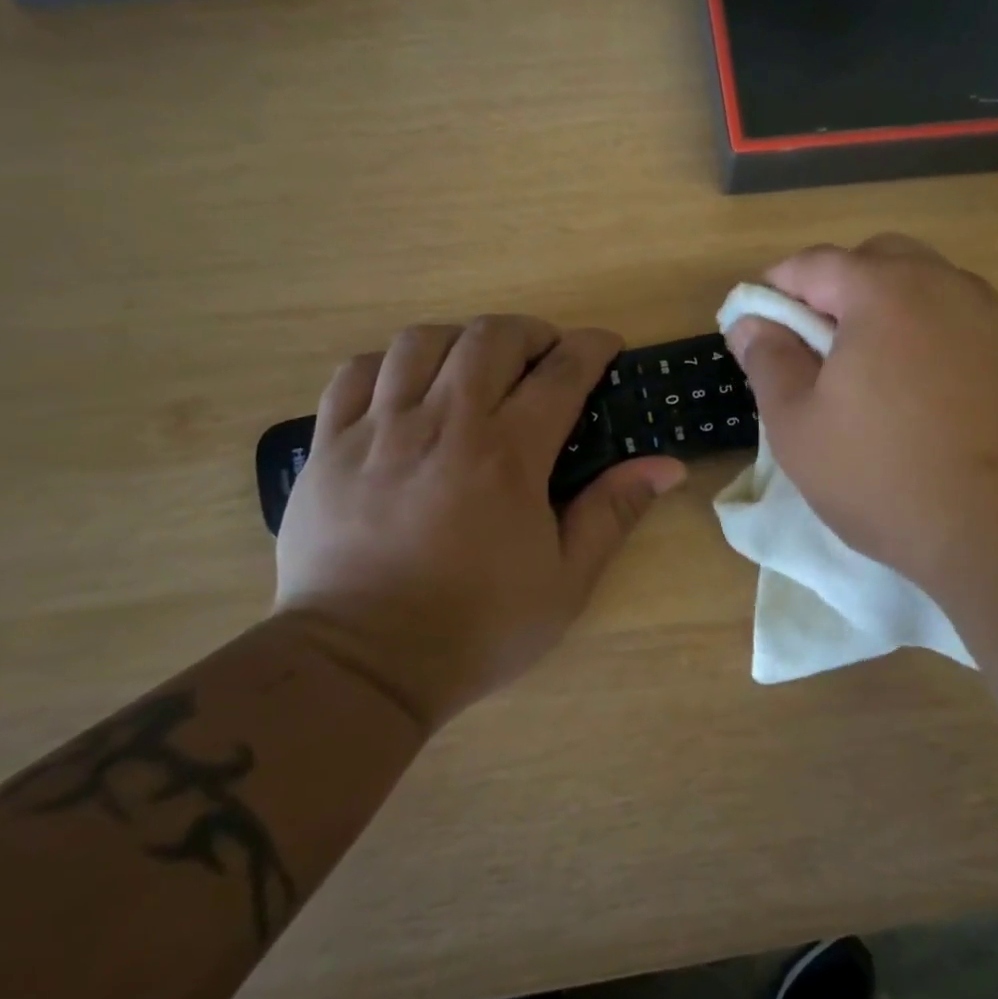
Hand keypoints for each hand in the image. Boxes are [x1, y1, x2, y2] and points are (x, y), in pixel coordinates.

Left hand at [273, 317, 685, 733]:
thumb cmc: (477, 627)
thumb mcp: (566, 582)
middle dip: (530, 333)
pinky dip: (389, 364)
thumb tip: (667, 466)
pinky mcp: (329, 445)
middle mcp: (444, 424)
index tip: (606, 346)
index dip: (591, 348)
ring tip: (475, 367)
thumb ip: (614, 512)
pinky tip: (406, 388)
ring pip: (421, 341)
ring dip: (461, 340)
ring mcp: (379, 429)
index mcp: (508, 455)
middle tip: (545, 358)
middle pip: (491, 338)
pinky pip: (355, 372)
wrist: (362, 665)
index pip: (561, 373)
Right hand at [725, 236, 997, 604]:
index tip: (759, 320)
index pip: (816, 263)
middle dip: (839, 287)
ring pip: (932, 289)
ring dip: (893, 312)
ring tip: (879, 375)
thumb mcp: (800, 429)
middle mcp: (947, 286)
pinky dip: (939, 340)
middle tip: (820, 345)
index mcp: (883, 293)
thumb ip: (769, 363)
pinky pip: (970, 326)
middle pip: (880, 260)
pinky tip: (936, 398)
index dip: (778, 286)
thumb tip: (750, 322)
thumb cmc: (889, 480)